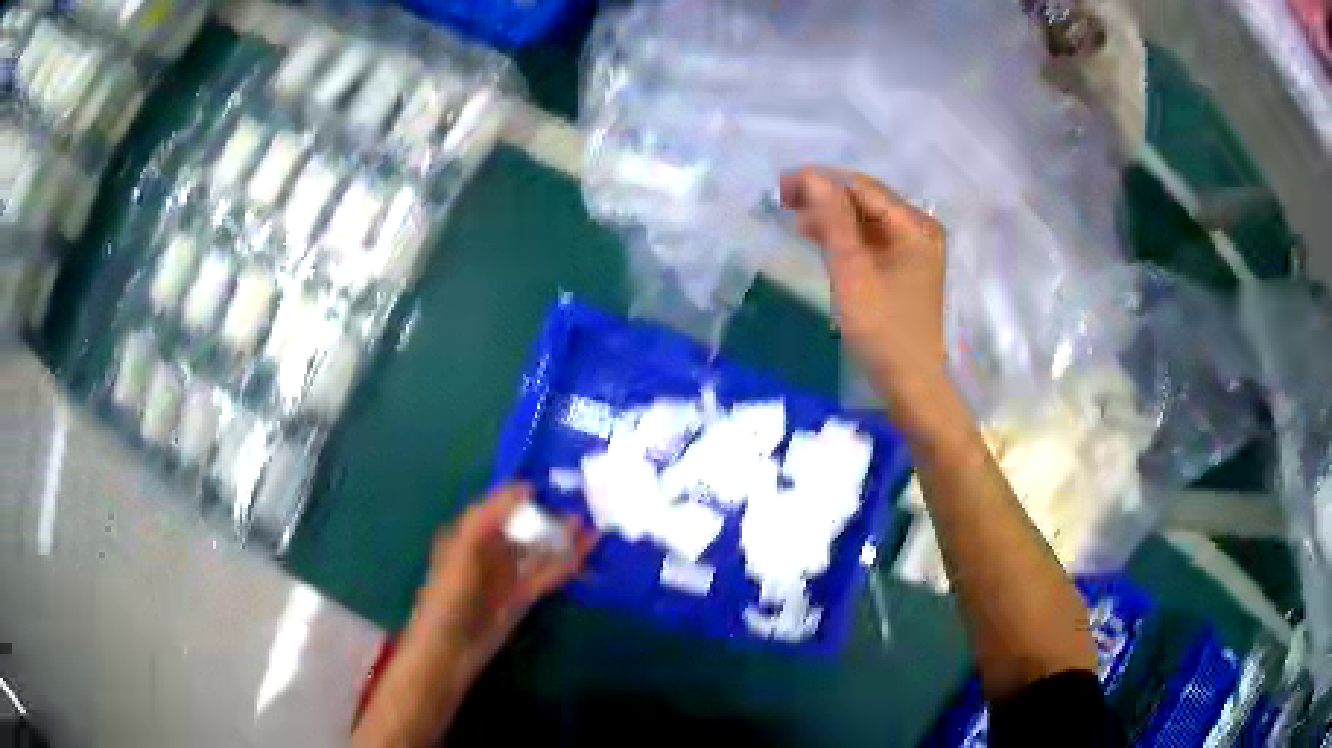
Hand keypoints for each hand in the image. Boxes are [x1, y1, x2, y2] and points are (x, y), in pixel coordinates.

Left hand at [412, 483, 597, 676]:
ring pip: (538, 552)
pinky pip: (546, 576)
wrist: (450, 650)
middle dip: (548, 516)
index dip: (519, 494)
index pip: (496, 506)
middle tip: (581, 503)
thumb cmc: (449, 595)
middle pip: (522, 528)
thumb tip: (524, 488)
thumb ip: (487, 517)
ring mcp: (506, 577)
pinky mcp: (522, 598)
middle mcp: (487, 552)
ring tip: (591, 526)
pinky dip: (565, 564)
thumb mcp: (462, 550)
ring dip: (562, 540)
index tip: (550, 483)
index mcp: (467, 535)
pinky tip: (584, 554)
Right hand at [780, 167, 948, 409]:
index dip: (822, 181)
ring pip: (867, 218)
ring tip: (794, 218)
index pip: (863, 187)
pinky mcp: (906, 267)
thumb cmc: (883, 330)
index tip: (782, 185)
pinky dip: (846, 236)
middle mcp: (920, 229)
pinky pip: (872, 239)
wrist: (911, 383)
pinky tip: (820, 238)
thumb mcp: (852, 272)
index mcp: (915, 226)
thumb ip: (833, 220)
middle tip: (783, 200)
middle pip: (867, 199)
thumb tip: (811, 176)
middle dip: (825, 196)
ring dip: (832, 215)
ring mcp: (915, 249)